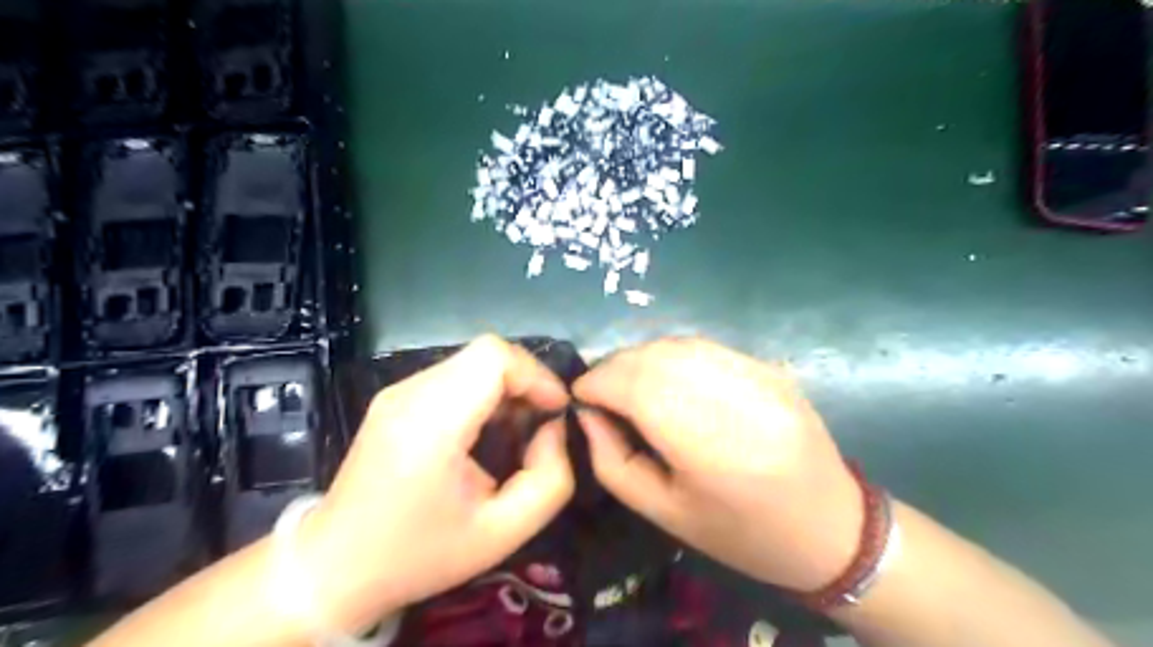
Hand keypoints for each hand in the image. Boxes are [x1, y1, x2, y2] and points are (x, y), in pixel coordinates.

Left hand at [294, 337, 567, 628]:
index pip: (493, 357)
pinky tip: (486, 428)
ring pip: (471, 361)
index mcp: (432, 423)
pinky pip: (453, 375)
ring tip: (517, 427)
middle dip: (526, 380)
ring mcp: (397, 392)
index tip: (554, 410)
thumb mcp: (503, 534)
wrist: (334, 567)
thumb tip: (552, 429)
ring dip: (505, 385)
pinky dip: (483, 390)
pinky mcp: (394, 398)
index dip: (535, 374)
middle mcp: (410, 394)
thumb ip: (549, 479)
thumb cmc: (419, 554)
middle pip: (486, 353)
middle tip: (542, 420)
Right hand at [571, 337, 860, 593]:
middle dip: (614, 366)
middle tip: (599, 389)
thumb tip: (586, 413)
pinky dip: (671, 355)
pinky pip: (704, 347)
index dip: (598, 382)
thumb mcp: (664, 513)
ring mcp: (758, 375)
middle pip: (655, 357)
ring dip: (640, 356)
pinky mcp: (768, 366)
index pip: (637, 387)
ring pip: (678, 344)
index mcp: (711, 447)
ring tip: (626, 383)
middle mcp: (736, 398)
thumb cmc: (741, 534)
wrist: (830, 526)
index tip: (578, 393)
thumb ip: (613, 461)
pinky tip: (664, 378)